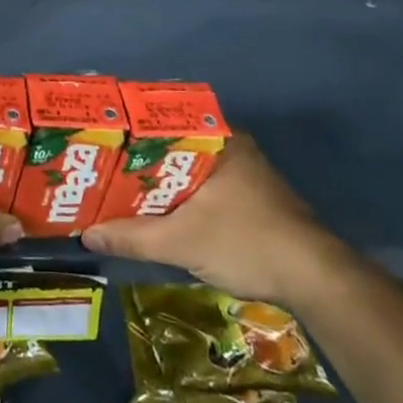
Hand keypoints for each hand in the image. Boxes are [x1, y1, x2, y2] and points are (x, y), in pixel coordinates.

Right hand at [81, 132, 355, 305]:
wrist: (316, 282)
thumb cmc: (246, 243)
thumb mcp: (181, 242)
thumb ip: (132, 237)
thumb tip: (86, 235)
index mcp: (219, 139)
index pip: (163, 121)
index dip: (129, 131)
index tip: (101, 142)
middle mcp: (232, 147)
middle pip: (173, 147)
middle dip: (139, 160)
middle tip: (103, 168)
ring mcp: (245, 173)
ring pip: (188, 169)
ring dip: (160, 181)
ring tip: (120, 189)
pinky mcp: (252, 199)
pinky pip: (203, 186)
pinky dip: (180, 196)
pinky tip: (158, 211)